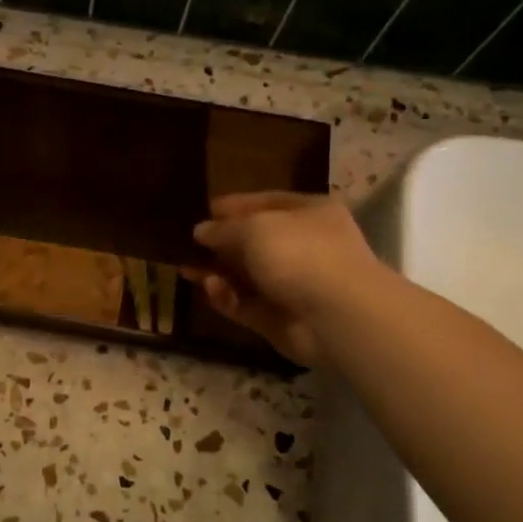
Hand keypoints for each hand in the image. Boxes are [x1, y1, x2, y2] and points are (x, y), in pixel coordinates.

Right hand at [191, 192, 377, 365]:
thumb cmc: (300, 254)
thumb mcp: (254, 228)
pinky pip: (246, 304)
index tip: (203, 210)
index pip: (265, 203)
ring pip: (246, 276)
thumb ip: (223, 228)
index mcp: (309, 213)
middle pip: (253, 242)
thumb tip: (200, 230)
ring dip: (217, 272)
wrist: (337, 315)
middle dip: (219, 244)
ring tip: (187, 270)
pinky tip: (211, 289)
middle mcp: (304, 246)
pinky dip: (227, 297)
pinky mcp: (280, 318)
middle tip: (185, 246)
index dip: (234, 206)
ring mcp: (293, 285)